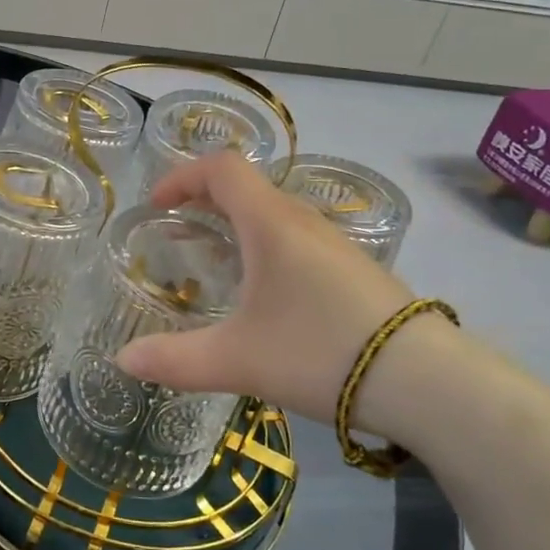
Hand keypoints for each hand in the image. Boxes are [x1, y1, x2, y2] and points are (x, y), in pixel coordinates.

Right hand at [115, 153, 456, 442]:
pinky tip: (264, 293)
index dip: (182, 176)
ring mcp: (334, 244)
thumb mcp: (237, 360)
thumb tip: (122, 361)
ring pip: (274, 213)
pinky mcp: (354, 269)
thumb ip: (174, 360)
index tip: (157, 206)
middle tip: (177, 231)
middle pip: (247, 186)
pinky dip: (265, 244)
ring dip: (237, 222)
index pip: (222, 168)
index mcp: (271, 223)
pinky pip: (296, 238)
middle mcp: (303, 221)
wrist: (427, 381)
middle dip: (204, 199)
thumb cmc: (320, 352)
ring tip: (214, 261)